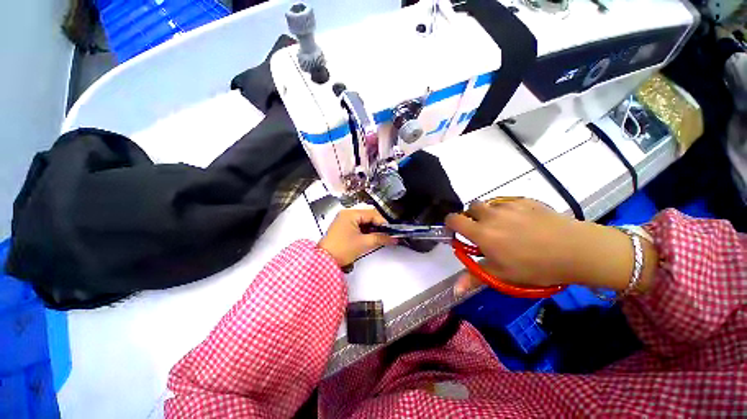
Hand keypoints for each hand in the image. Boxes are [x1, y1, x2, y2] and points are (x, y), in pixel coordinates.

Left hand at [318, 209, 396, 267]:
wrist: (324, 262)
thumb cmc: (343, 249)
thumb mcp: (364, 243)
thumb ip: (380, 238)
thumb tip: (394, 238)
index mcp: (350, 214)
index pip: (372, 213)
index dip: (383, 222)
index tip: (390, 231)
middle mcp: (346, 214)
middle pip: (367, 216)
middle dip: (378, 225)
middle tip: (386, 234)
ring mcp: (343, 220)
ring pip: (363, 221)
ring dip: (372, 228)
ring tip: (380, 237)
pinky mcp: (342, 227)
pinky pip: (357, 225)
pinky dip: (365, 231)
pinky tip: (370, 237)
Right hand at [445, 198, 640, 295]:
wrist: (575, 250)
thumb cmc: (534, 266)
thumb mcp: (502, 276)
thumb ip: (474, 278)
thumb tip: (454, 290)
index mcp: (481, 232)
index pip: (454, 219)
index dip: (450, 223)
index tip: (455, 231)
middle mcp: (490, 215)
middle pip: (471, 207)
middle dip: (471, 216)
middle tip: (483, 230)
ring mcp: (508, 206)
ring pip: (489, 204)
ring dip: (489, 213)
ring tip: (503, 226)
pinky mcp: (525, 201)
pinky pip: (507, 203)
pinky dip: (507, 210)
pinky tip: (522, 222)